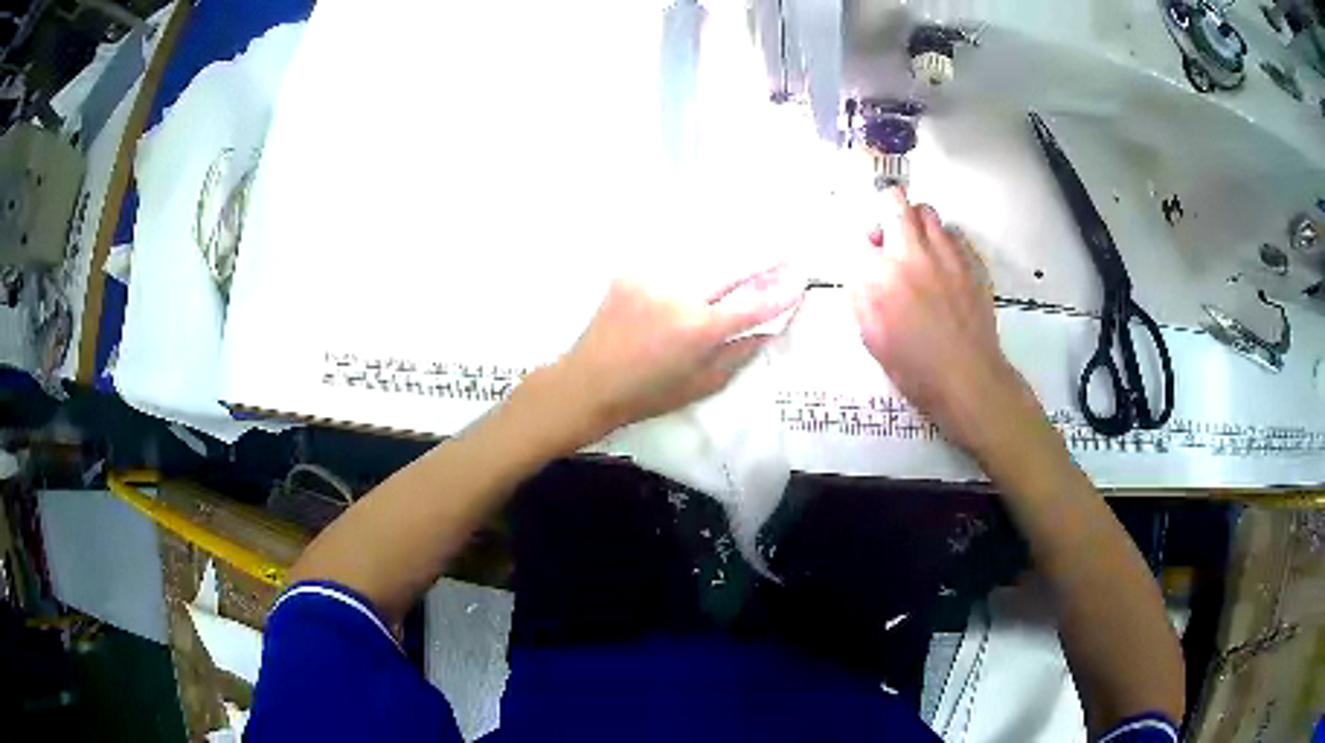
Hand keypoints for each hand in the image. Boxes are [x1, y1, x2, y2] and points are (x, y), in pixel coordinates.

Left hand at [551, 268, 803, 439]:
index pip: (753, 305)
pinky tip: (693, 272)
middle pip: (731, 266)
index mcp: (699, 329)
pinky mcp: (630, 274)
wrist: (587, 383)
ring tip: (745, 254)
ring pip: (700, 260)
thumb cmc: (647, 395)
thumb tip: (770, 332)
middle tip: (785, 251)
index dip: (781, 293)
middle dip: (762, 258)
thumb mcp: (701, 385)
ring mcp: (652, 279)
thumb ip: (740, 354)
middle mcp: (679, 295)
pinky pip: (669, 266)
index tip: (801, 280)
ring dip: (724, 260)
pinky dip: (686, 268)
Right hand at [851, 191, 1038, 454]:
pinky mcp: (970, 262)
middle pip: (894, 202)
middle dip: (885, 211)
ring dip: (916, 222)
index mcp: (879, 275)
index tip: (867, 263)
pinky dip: (944, 240)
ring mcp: (945, 254)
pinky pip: (954, 233)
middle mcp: (911, 253)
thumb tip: (861, 272)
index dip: (862, 250)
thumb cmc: (915, 368)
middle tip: (888, 235)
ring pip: (927, 211)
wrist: (967, 379)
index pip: (860, 238)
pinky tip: (944, 263)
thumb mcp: (872, 339)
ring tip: (917, 246)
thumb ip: (860, 297)